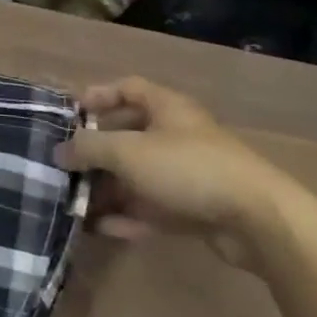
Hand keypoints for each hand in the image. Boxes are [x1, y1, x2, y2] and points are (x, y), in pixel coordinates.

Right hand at [54, 77, 308, 267]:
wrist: (258, 220)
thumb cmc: (187, 168)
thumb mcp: (128, 152)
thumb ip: (89, 148)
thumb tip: (59, 151)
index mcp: (166, 108)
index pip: (128, 88)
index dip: (98, 96)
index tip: (71, 114)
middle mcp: (177, 135)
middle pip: (129, 136)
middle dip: (97, 151)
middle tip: (65, 165)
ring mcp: (187, 174)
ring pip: (139, 176)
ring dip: (108, 188)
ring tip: (75, 202)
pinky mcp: (195, 209)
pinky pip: (153, 208)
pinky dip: (128, 216)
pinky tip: (101, 229)